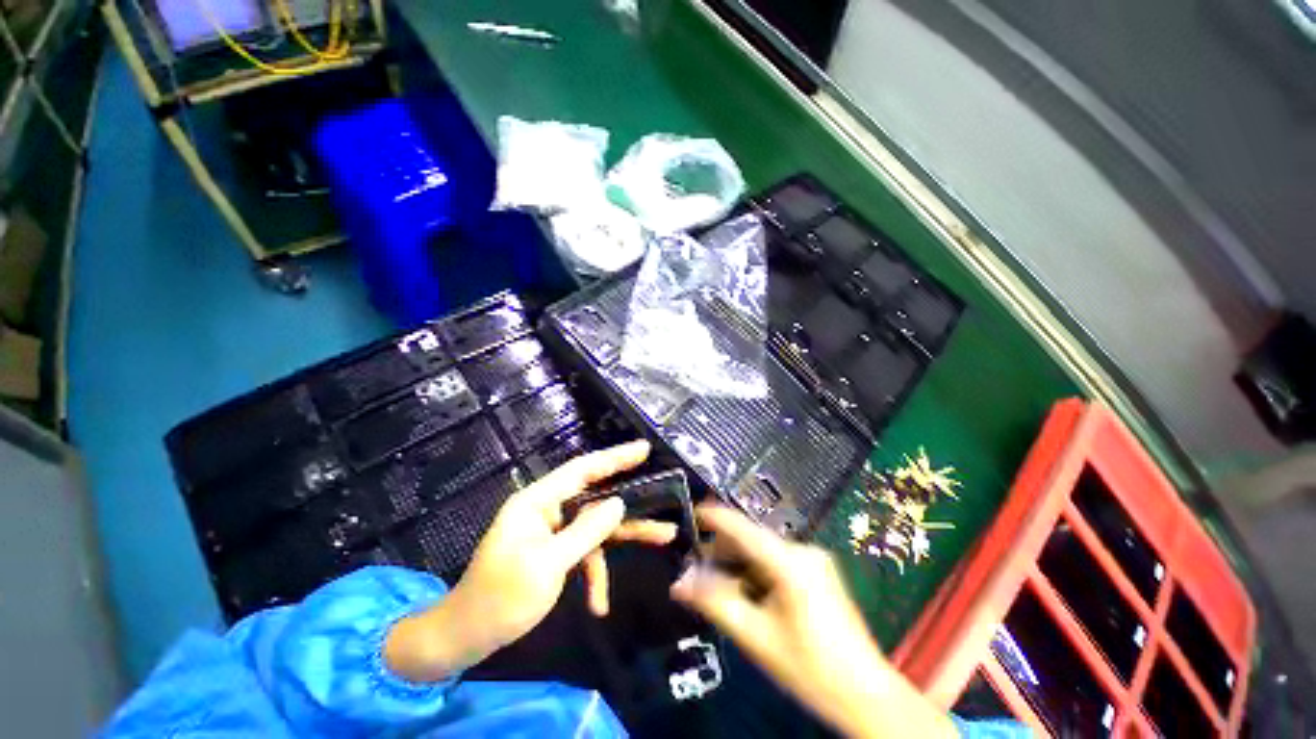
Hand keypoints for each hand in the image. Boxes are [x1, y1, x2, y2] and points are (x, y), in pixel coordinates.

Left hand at [385, 441, 676, 680]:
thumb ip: (585, 531)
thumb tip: (618, 504)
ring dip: (622, 540)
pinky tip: (598, 605)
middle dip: (629, 503)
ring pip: (596, 527)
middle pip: (596, 497)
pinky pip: (584, 554)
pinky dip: (594, 575)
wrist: (466, 638)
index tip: (643, 449)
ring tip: (663, 537)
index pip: (582, 469)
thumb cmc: (500, 598)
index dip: (614, 457)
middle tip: (663, 492)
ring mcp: (552, 532)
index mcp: (538, 502)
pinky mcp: (555, 552)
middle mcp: (547, 510)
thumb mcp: (547, 565)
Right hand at [671, 504, 956, 738]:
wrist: (866, 694)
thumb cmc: (810, 668)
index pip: (743, 527)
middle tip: (697, 565)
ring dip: (739, 562)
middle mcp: (803, 551)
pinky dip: (757, 570)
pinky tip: (747, 590)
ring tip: (717, 580)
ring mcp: (814, 561)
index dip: (715, 517)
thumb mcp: (756, 637)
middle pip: (753, 539)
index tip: (691, 513)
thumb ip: (715, 603)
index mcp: (790, 561)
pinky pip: (777, 561)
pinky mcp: (819, 573)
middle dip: (724, 550)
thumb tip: (679, 583)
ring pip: (764, 551)